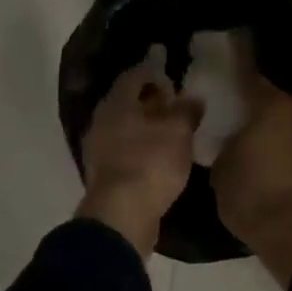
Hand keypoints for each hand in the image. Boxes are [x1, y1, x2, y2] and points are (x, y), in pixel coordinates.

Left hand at [77, 59, 201, 256]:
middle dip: (151, 102)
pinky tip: (159, 158)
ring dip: (146, 127)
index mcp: (116, 103)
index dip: (155, 74)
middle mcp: (101, 121)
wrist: (121, 216)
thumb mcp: (179, 133)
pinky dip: (140, 149)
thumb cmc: (151, 163)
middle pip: (127, 102)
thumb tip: (194, 99)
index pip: (134, 76)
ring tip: (171, 133)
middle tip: (175, 107)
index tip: (174, 82)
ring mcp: (98, 150)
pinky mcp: (102, 175)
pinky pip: (123, 151)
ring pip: (124, 128)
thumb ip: (187, 111)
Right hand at [212, 68, 291, 287]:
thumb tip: (231, 139)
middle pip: (271, 95)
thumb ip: (224, 144)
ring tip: (247, 127)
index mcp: (271, 103)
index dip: (235, 59)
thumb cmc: (255, 196)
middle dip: (253, 97)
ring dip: (270, 121)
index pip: (248, 70)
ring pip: (286, 118)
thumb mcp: (221, 170)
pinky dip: (282, 142)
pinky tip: (265, 150)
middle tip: (231, 99)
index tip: (226, 48)